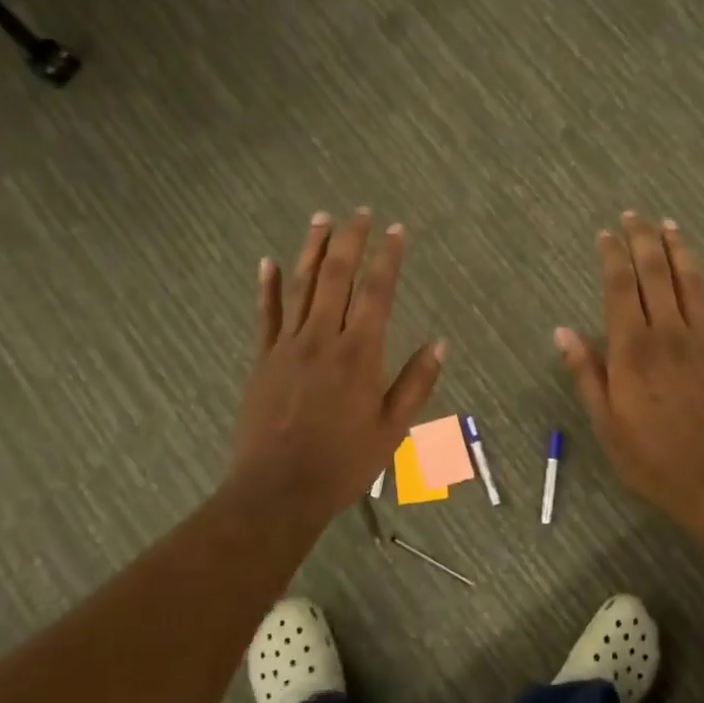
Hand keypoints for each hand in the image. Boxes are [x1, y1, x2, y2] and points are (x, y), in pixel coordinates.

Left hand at [231, 210, 444, 523]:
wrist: (279, 490)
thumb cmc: (344, 462)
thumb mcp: (392, 429)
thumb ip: (416, 382)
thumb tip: (440, 342)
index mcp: (359, 354)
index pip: (376, 293)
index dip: (388, 258)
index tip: (396, 231)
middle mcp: (322, 339)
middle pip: (337, 277)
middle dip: (350, 241)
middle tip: (360, 212)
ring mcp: (288, 346)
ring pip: (302, 286)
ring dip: (312, 250)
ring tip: (322, 219)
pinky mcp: (263, 359)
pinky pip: (266, 315)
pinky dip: (269, 286)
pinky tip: (269, 261)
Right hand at [557, 213, 703, 525]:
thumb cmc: (649, 456)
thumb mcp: (605, 422)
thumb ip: (586, 373)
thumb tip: (563, 331)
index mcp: (632, 350)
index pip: (620, 288)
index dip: (612, 256)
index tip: (605, 234)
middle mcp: (668, 334)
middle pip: (656, 274)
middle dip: (644, 240)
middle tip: (635, 215)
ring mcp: (701, 341)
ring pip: (691, 283)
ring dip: (680, 250)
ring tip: (669, 224)